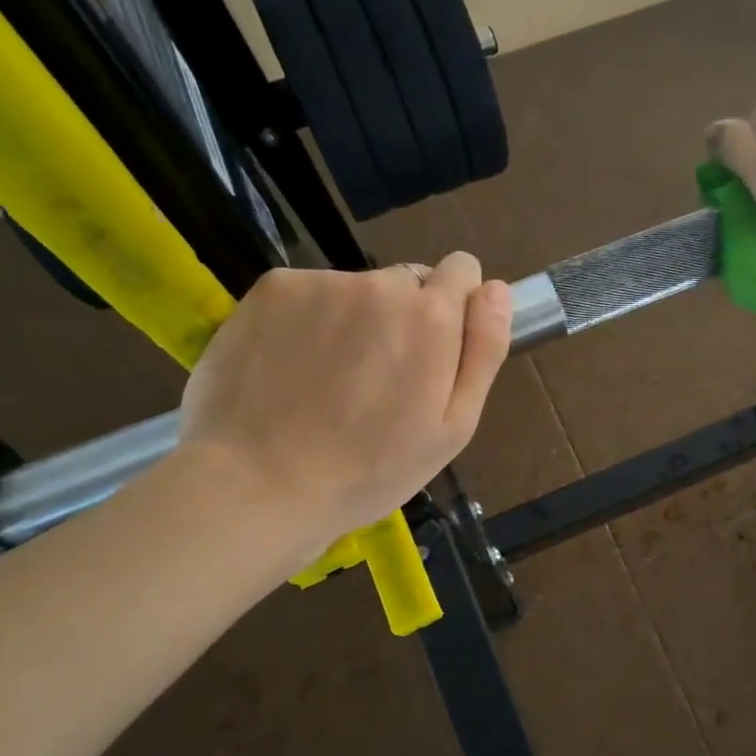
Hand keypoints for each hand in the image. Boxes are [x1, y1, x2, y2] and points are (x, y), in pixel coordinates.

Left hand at [175, 255, 511, 566]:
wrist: (259, 485)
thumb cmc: (371, 469)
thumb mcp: (453, 427)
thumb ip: (484, 350)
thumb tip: (497, 289)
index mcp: (430, 317)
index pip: (462, 270)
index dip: (455, 308)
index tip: (434, 351)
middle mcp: (378, 284)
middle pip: (407, 282)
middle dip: (404, 317)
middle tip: (380, 380)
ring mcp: (320, 283)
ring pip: (356, 291)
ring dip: (354, 321)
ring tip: (330, 383)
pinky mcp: (271, 289)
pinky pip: (308, 295)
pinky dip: (307, 321)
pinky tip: (292, 369)